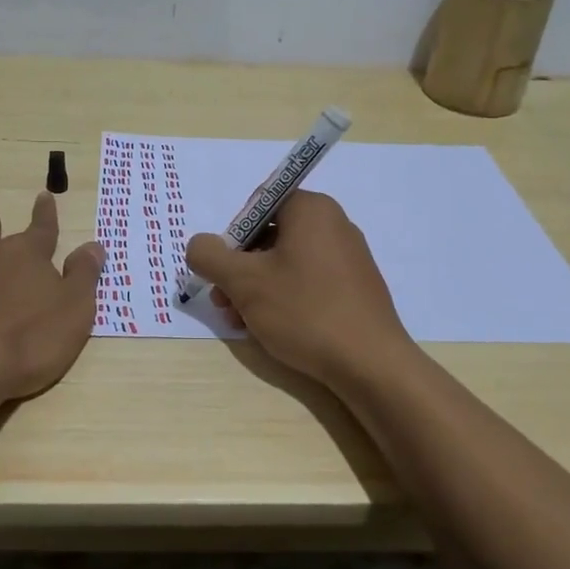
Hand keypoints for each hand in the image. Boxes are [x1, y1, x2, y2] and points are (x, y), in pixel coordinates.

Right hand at [185, 191, 411, 385]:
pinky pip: (308, 282)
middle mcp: (334, 224)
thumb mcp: (244, 281)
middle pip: (270, 236)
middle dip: (240, 268)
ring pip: (286, 263)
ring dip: (256, 288)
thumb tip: (199, 245)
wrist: (370, 364)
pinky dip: (284, 298)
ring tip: (241, 323)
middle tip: (224, 302)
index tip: (222, 269)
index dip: (233, 235)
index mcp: (312, 209)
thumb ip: (210, 256)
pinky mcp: (355, 288)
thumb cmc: (304, 311)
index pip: (259, 204)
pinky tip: (270, 329)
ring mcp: (348, 258)